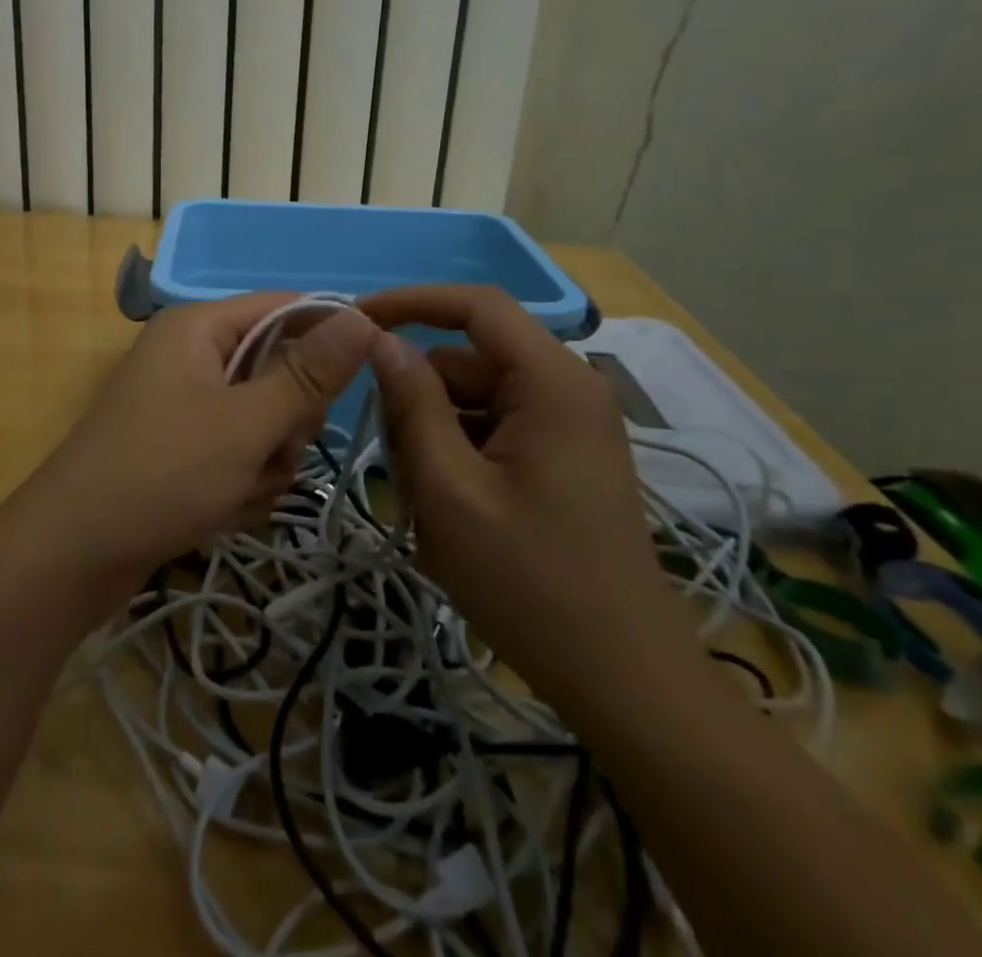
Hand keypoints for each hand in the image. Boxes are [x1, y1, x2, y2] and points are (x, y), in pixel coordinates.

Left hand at [15, 294, 375, 604]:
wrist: (72, 557)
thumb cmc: (161, 475)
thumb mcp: (246, 423)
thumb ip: (307, 373)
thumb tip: (362, 318)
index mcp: (200, 328)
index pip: (286, 307)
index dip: (329, 336)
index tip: (364, 376)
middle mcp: (192, 356)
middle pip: (278, 368)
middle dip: (287, 420)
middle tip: (269, 451)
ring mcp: (185, 405)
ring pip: (265, 420)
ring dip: (266, 461)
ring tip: (238, 491)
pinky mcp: (182, 448)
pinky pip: (239, 452)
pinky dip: (242, 483)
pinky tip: (221, 511)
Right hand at [358, 285, 698, 703]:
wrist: (625, 680)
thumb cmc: (532, 585)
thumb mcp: (450, 492)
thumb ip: (412, 405)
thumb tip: (380, 339)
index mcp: (551, 382)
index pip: (476, 305)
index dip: (411, 301)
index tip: (356, 319)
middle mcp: (565, 388)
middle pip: (466, 362)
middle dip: (418, 401)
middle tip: (394, 467)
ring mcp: (565, 424)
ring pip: (471, 400)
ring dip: (434, 438)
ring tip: (426, 506)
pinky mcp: (559, 456)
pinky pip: (490, 430)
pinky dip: (457, 457)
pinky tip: (450, 513)